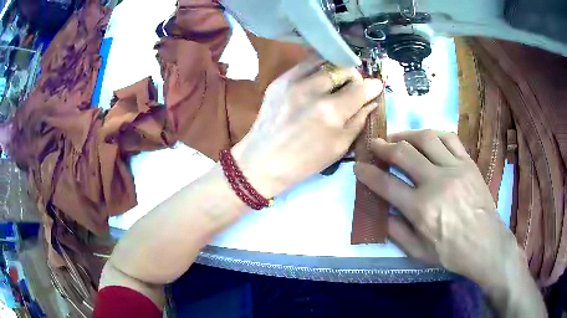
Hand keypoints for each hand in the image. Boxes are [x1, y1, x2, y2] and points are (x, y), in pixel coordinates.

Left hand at [232, 59, 382, 197]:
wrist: (262, 161)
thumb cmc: (304, 162)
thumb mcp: (339, 147)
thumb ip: (358, 121)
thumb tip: (371, 102)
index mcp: (331, 112)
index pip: (361, 88)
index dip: (373, 86)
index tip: (376, 87)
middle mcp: (313, 90)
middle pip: (344, 69)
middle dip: (355, 76)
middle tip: (354, 86)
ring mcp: (293, 82)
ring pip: (325, 61)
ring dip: (337, 69)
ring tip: (337, 80)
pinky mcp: (279, 80)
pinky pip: (305, 64)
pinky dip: (317, 67)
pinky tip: (319, 78)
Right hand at [354, 130, 522, 288]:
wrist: (486, 244)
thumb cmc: (452, 253)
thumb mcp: (419, 252)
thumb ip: (397, 232)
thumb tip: (382, 214)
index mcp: (421, 209)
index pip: (386, 184)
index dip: (368, 174)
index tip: (358, 166)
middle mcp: (436, 182)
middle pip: (404, 154)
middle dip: (383, 146)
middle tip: (374, 144)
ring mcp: (455, 168)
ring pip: (426, 139)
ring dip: (407, 135)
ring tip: (398, 138)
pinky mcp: (468, 163)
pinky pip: (449, 138)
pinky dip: (434, 134)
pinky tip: (426, 138)